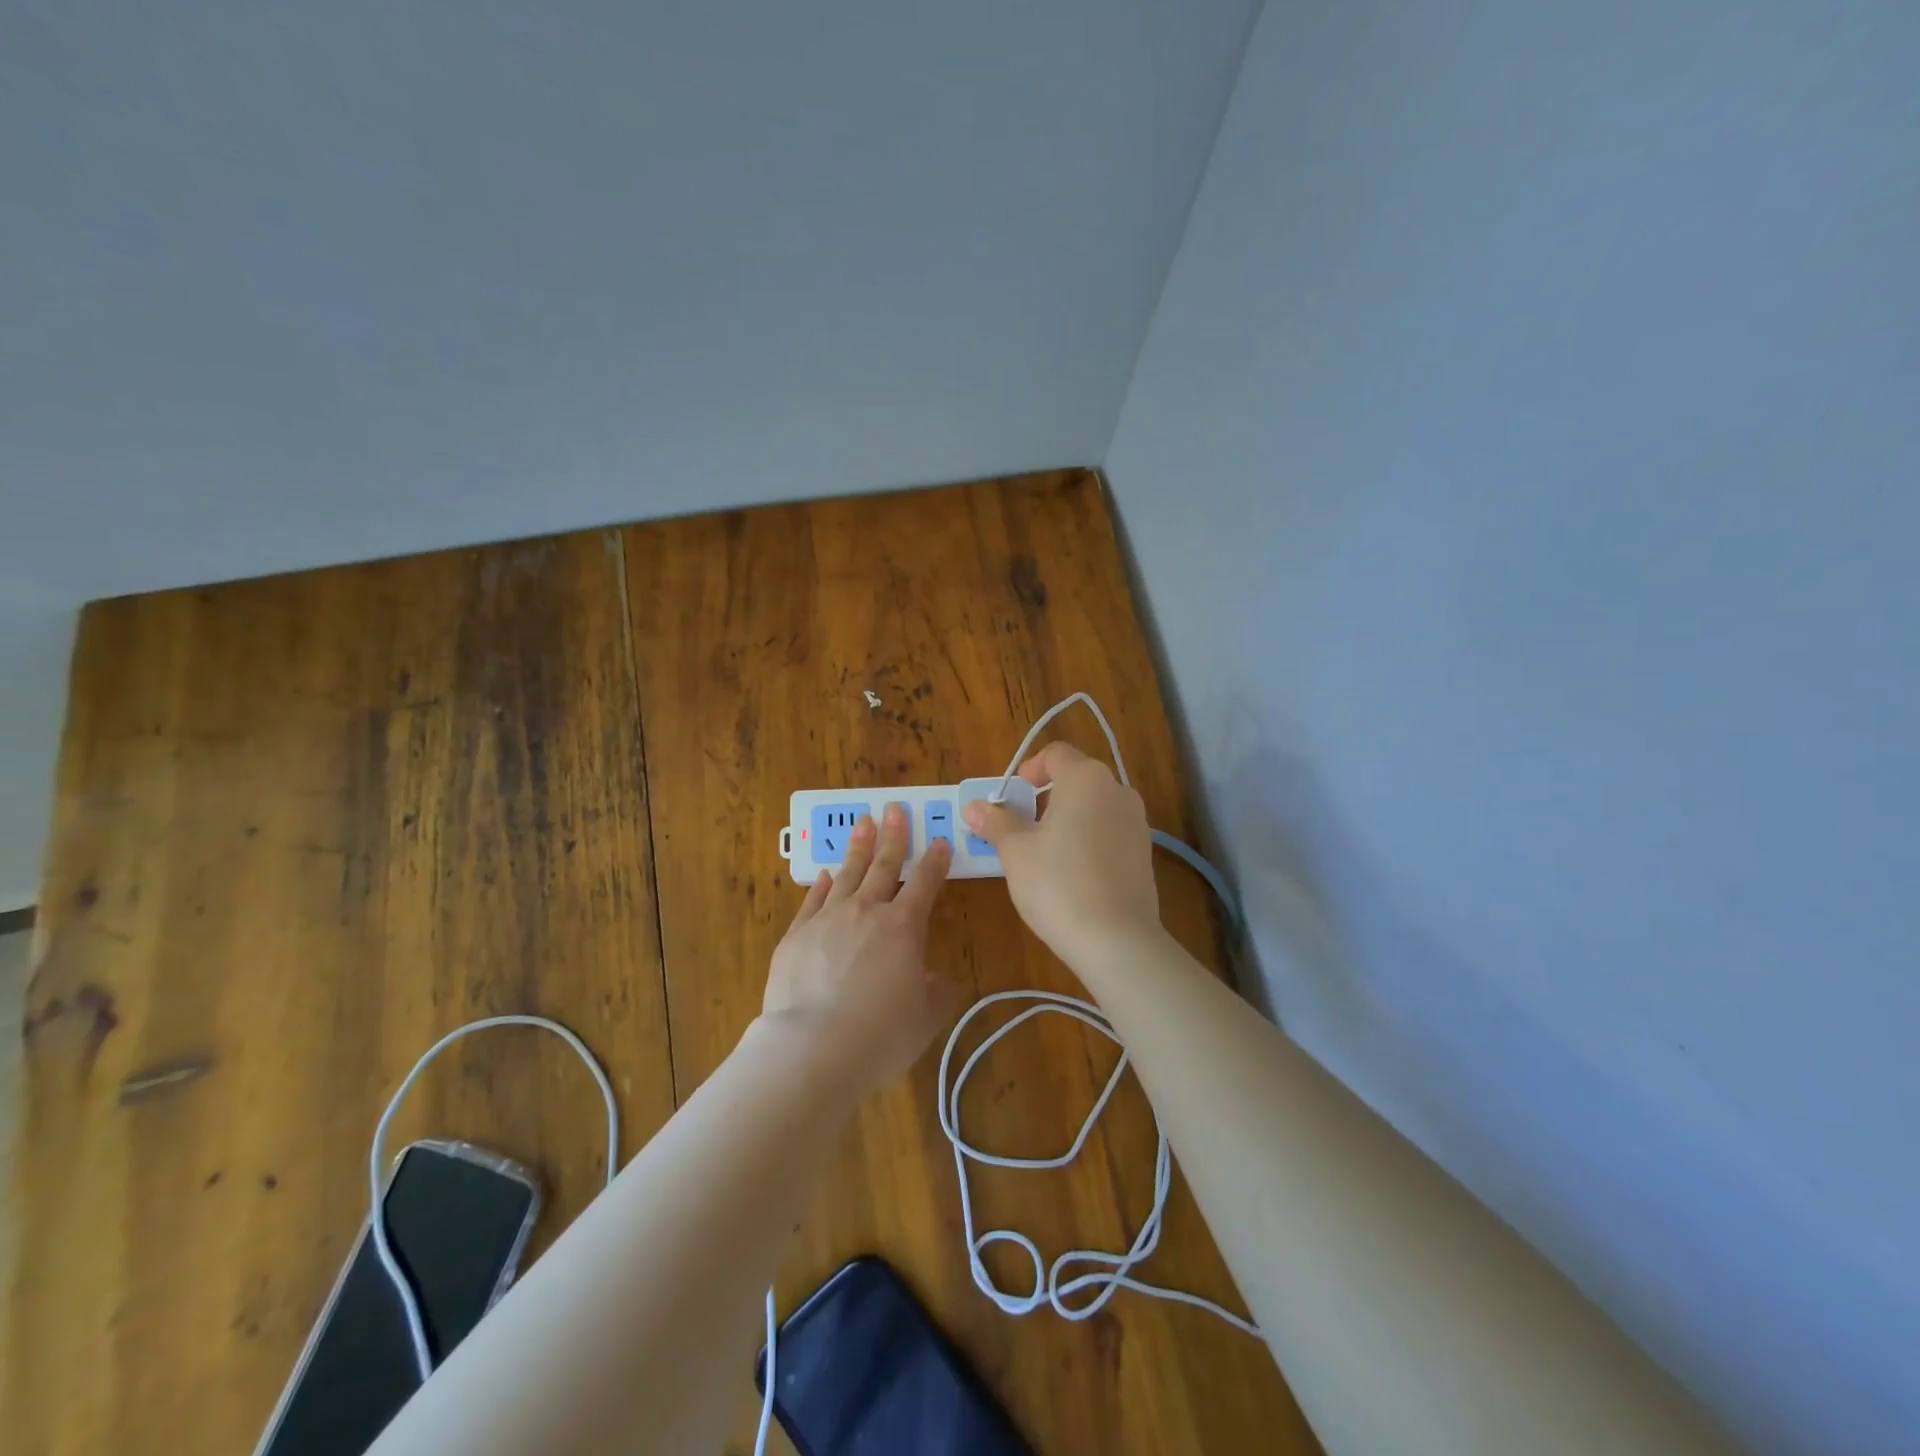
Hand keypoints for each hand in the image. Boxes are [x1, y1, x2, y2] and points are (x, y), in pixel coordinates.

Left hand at [762, 803, 954, 1095]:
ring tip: (863, 823)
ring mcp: (828, 919)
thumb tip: (935, 978)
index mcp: (904, 927)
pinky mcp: (796, 935)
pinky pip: (813, 900)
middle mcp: (867, 912)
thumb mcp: (925, 1019)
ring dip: (858, 847)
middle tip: (895, 809)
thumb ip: (936, 993)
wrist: (813, 1048)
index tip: (940, 842)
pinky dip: (822, 884)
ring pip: (847, 874)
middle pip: (884, 866)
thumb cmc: (880, 1036)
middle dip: (894, 837)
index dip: (935, 862)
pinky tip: (825, 874)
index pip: (925, 884)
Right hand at [963, 743, 1162, 965]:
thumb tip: (973, 807)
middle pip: (1076, 779)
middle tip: (1019, 827)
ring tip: (1041, 853)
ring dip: (1066, 819)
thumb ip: (996, 823)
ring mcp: (1137, 822)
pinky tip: (1070, 874)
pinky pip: (1109, 832)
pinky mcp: (1145, 853)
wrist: (1116, 940)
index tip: (1011, 796)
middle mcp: (1117, 791)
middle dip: (1045, 797)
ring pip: (1094, 807)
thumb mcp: (1016, 851)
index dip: (1029, 769)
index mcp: (1086, 778)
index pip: (1056, 754)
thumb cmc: (1057, 883)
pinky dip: (1086, 839)